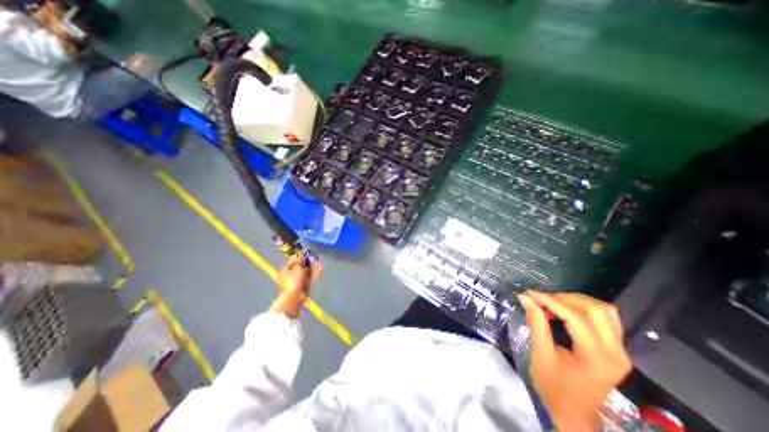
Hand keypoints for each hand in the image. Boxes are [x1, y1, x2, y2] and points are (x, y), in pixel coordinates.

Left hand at [268, 256, 319, 320]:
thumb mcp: (297, 269)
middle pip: (300, 266)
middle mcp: (291, 275)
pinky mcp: (305, 285)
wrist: (294, 298)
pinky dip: (314, 273)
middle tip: (313, 258)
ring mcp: (298, 280)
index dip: (299, 258)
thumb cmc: (293, 281)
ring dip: (312, 267)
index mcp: (286, 270)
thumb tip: (302, 256)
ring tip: (318, 263)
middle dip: (307, 262)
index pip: (293, 261)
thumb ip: (300, 262)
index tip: (306, 255)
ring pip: (306, 271)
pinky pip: (310, 277)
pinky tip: (319, 269)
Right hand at [516, 290, 630, 430]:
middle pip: (595, 310)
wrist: (575, 414)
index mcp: (596, 358)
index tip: (530, 294)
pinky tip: (567, 311)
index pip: (574, 318)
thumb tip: (525, 298)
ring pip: (604, 311)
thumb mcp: (541, 355)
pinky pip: (607, 319)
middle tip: (542, 299)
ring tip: (554, 302)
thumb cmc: (554, 388)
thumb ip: (536, 324)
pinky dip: (585, 309)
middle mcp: (615, 352)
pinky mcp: (617, 350)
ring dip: (577, 301)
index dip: (550, 301)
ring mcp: (620, 351)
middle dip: (565, 298)